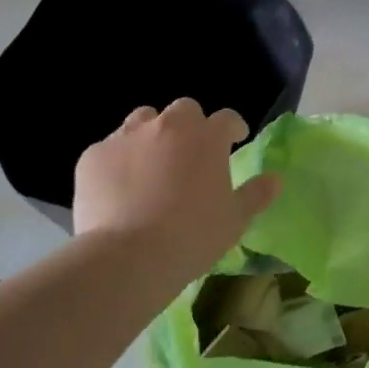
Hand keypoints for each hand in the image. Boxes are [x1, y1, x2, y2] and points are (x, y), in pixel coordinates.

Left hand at [72, 99, 280, 272]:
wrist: (127, 257)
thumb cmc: (191, 237)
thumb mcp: (234, 221)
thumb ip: (255, 195)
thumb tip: (275, 179)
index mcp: (206, 137)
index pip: (226, 119)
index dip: (232, 128)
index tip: (235, 139)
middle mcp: (168, 126)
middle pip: (183, 110)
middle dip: (190, 126)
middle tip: (190, 154)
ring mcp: (126, 137)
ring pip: (143, 120)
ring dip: (152, 134)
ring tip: (151, 164)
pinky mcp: (93, 155)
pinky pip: (109, 149)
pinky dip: (117, 161)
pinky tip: (118, 187)